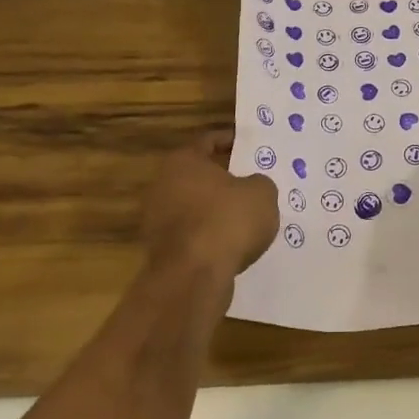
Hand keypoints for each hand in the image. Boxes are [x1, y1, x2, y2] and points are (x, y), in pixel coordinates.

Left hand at [142, 131, 278, 281]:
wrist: (194, 277)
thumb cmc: (227, 220)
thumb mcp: (262, 192)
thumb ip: (258, 183)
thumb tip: (252, 188)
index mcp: (182, 161)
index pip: (207, 141)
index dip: (230, 141)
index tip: (248, 146)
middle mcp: (162, 187)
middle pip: (197, 176)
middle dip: (222, 180)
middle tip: (250, 183)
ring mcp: (156, 223)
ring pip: (194, 209)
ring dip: (215, 212)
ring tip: (246, 219)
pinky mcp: (161, 254)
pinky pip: (192, 237)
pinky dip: (210, 239)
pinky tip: (234, 246)